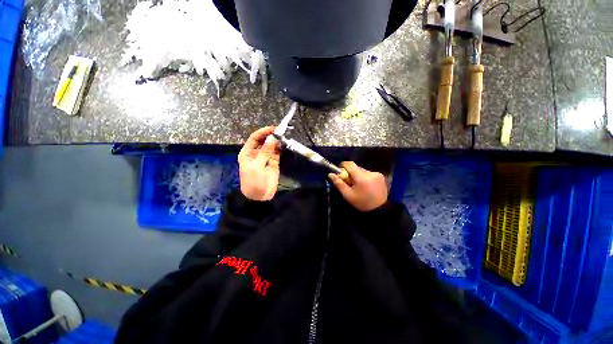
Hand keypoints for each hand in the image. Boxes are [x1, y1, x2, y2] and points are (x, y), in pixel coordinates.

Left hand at [238, 126, 280, 200]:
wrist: (259, 197)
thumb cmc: (254, 181)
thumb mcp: (258, 166)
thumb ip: (266, 151)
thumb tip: (273, 138)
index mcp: (248, 152)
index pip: (255, 138)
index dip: (263, 132)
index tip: (274, 128)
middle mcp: (256, 153)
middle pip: (264, 140)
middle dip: (271, 135)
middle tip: (281, 131)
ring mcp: (265, 157)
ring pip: (271, 145)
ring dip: (277, 141)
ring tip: (284, 136)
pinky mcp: (273, 162)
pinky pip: (276, 152)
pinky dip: (280, 148)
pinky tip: (284, 144)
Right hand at [328, 161, 387, 211]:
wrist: (379, 210)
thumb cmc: (362, 203)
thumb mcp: (348, 195)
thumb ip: (339, 183)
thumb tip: (330, 174)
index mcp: (361, 177)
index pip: (350, 164)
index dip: (343, 166)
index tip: (341, 173)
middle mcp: (370, 173)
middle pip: (356, 168)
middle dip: (351, 173)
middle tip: (349, 183)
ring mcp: (377, 174)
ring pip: (362, 170)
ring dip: (358, 175)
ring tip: (358, 186)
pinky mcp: (381, 176)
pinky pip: (369, 173)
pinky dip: (365, 177)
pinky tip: (366, 186)